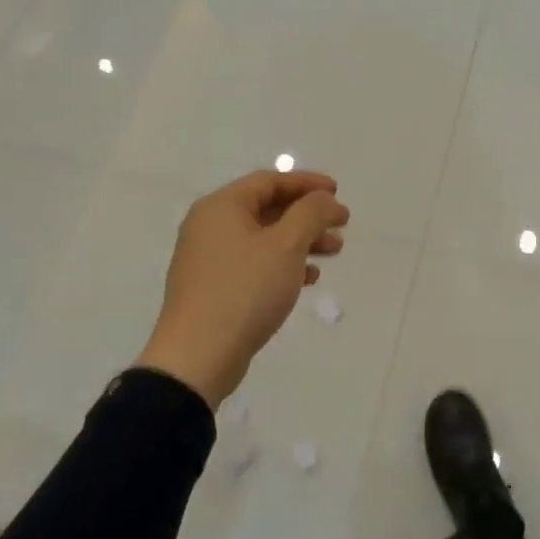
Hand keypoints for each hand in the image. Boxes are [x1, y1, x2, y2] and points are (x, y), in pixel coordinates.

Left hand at [136, 170, 348, 408]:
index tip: (337, 193)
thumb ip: (311, 213)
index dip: (307, 183)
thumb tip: (323, 199)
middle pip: (268, 208)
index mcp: (222, 207)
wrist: (198, 356)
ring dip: (301, 241)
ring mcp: (210, 259)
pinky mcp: (214, 288)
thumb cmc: (245, 290)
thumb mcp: (287, 245)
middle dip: (308, 215)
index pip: (269, 181)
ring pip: (264, 238)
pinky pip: (255, 263)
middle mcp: (210, 226)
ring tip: (333, 252)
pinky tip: (308, 279)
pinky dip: (283, 264)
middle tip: (341, 225)